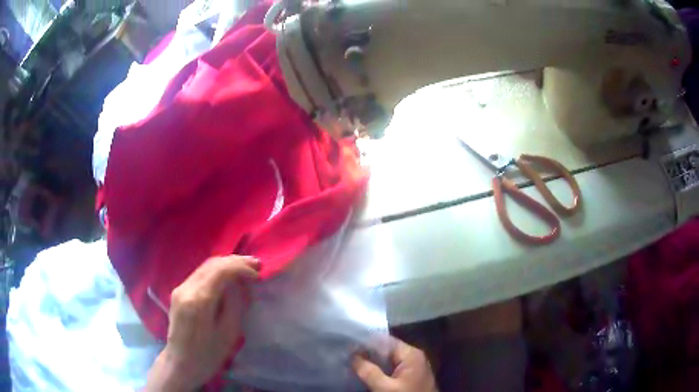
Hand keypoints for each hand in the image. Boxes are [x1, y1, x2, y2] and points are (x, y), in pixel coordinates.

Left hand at [145, 255, 259, 391]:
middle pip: (212, 264)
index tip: (258, 275)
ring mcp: (180, 288)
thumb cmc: (208, 355)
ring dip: (227, 265)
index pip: (221, 270)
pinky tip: (229, 277)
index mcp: (198, 300)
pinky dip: (217, 271)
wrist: (181, 363)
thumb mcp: (228, 333)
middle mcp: (186, 288)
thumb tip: (241, 283)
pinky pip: (200, 274)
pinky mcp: (179, 292)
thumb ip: (235, 303)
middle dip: (236, 262)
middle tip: (257, 266)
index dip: (242, 268)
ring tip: (246, 268)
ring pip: (205, 266)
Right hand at [353, 338, 437, 391]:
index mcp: (411, 354)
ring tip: (352, 363)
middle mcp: (413, 357)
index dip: (366, 342)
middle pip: (386, 350)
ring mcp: (413, 368)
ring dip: (372, 363)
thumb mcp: (384, 387)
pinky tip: (366, 373)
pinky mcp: (410, 378)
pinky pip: (392, 369)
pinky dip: (379, 370)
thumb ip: (368, 371)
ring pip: (388, 361)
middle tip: (347, 355)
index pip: (385, 341)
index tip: (348, 344)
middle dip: (367, 353)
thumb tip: (352, 356)